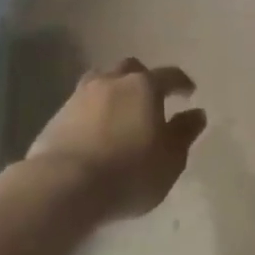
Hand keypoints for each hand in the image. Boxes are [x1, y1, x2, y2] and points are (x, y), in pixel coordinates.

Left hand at [28, 59, 204, 221]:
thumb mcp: (170, 159)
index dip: (181, 83)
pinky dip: (93, 110)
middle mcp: (112, 81)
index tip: (188, 92)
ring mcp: (81, 95)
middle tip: (150, 98)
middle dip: (143, 79)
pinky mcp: (58, 115)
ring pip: (102, 80)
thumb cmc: (129, 172)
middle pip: (131, 69)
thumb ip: (184, 133)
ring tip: (119, 109)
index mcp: (143, 86)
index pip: (169, 75)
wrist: (65, 185)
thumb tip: (196, 113)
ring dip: (114, 90)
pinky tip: (95, 128)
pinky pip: (82, 104)